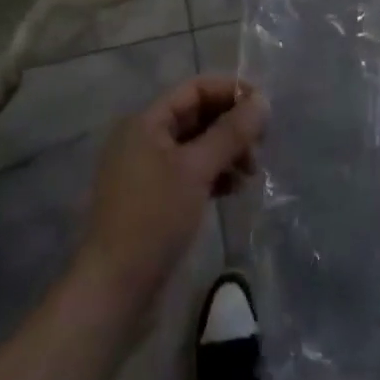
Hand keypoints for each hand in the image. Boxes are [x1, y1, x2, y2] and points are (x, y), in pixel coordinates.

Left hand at [78, 76, 267, 312]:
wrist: (114, 290)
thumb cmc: (154, 218)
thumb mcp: (196, 170)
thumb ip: (230, 133)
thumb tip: (263, 100)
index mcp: (146, 121)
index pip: (195, 89)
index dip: (231, 92)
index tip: (264, 109)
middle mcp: (144, 138)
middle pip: (196, 116)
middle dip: (231, 126)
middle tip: (261, 147)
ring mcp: (147, 170)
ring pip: (196, 146)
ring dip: (226, 152)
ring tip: (251, 173)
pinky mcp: (154, 200)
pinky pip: (190, 172)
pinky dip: (214, 175)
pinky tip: (234, 190)